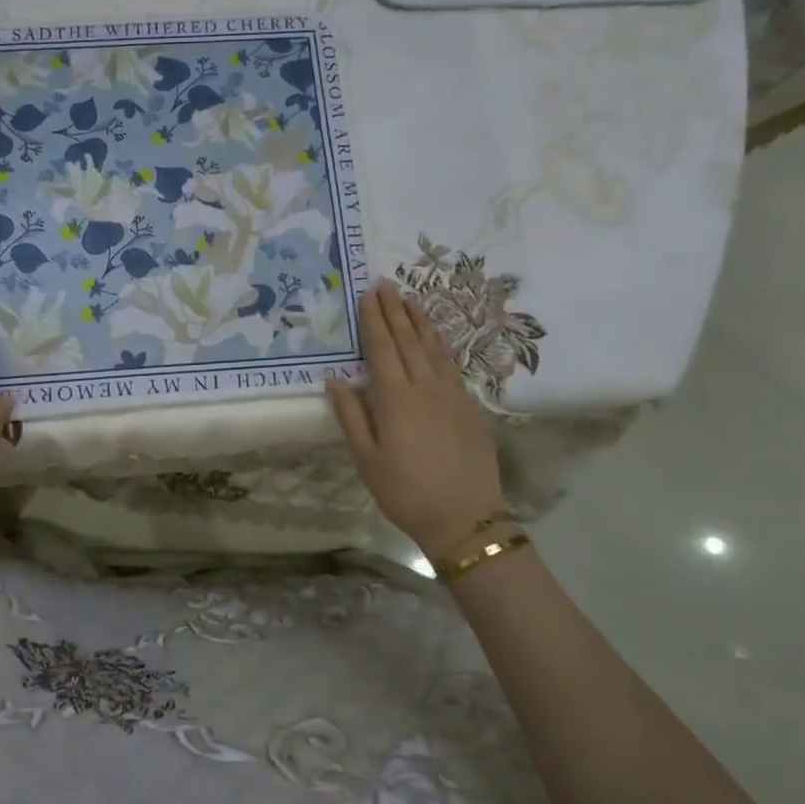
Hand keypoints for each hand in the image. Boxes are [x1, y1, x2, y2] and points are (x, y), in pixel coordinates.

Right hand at [326, 280, 506, 562]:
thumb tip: (335, 380)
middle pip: (408, 340)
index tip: (368, 295)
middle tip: (386, 284)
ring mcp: (451, 394)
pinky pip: (451, 364)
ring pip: (433, 348)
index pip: (382, 348)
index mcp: (395, 398)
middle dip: (395, 311)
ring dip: (420, 321)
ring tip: (410, 299)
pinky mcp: (469, 406)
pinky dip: (440, 344)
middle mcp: (425, 387)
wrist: (465, 518)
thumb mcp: (366, 459)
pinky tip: (436, 337)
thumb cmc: (405, 491)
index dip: (374, 320)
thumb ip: (351, 415)